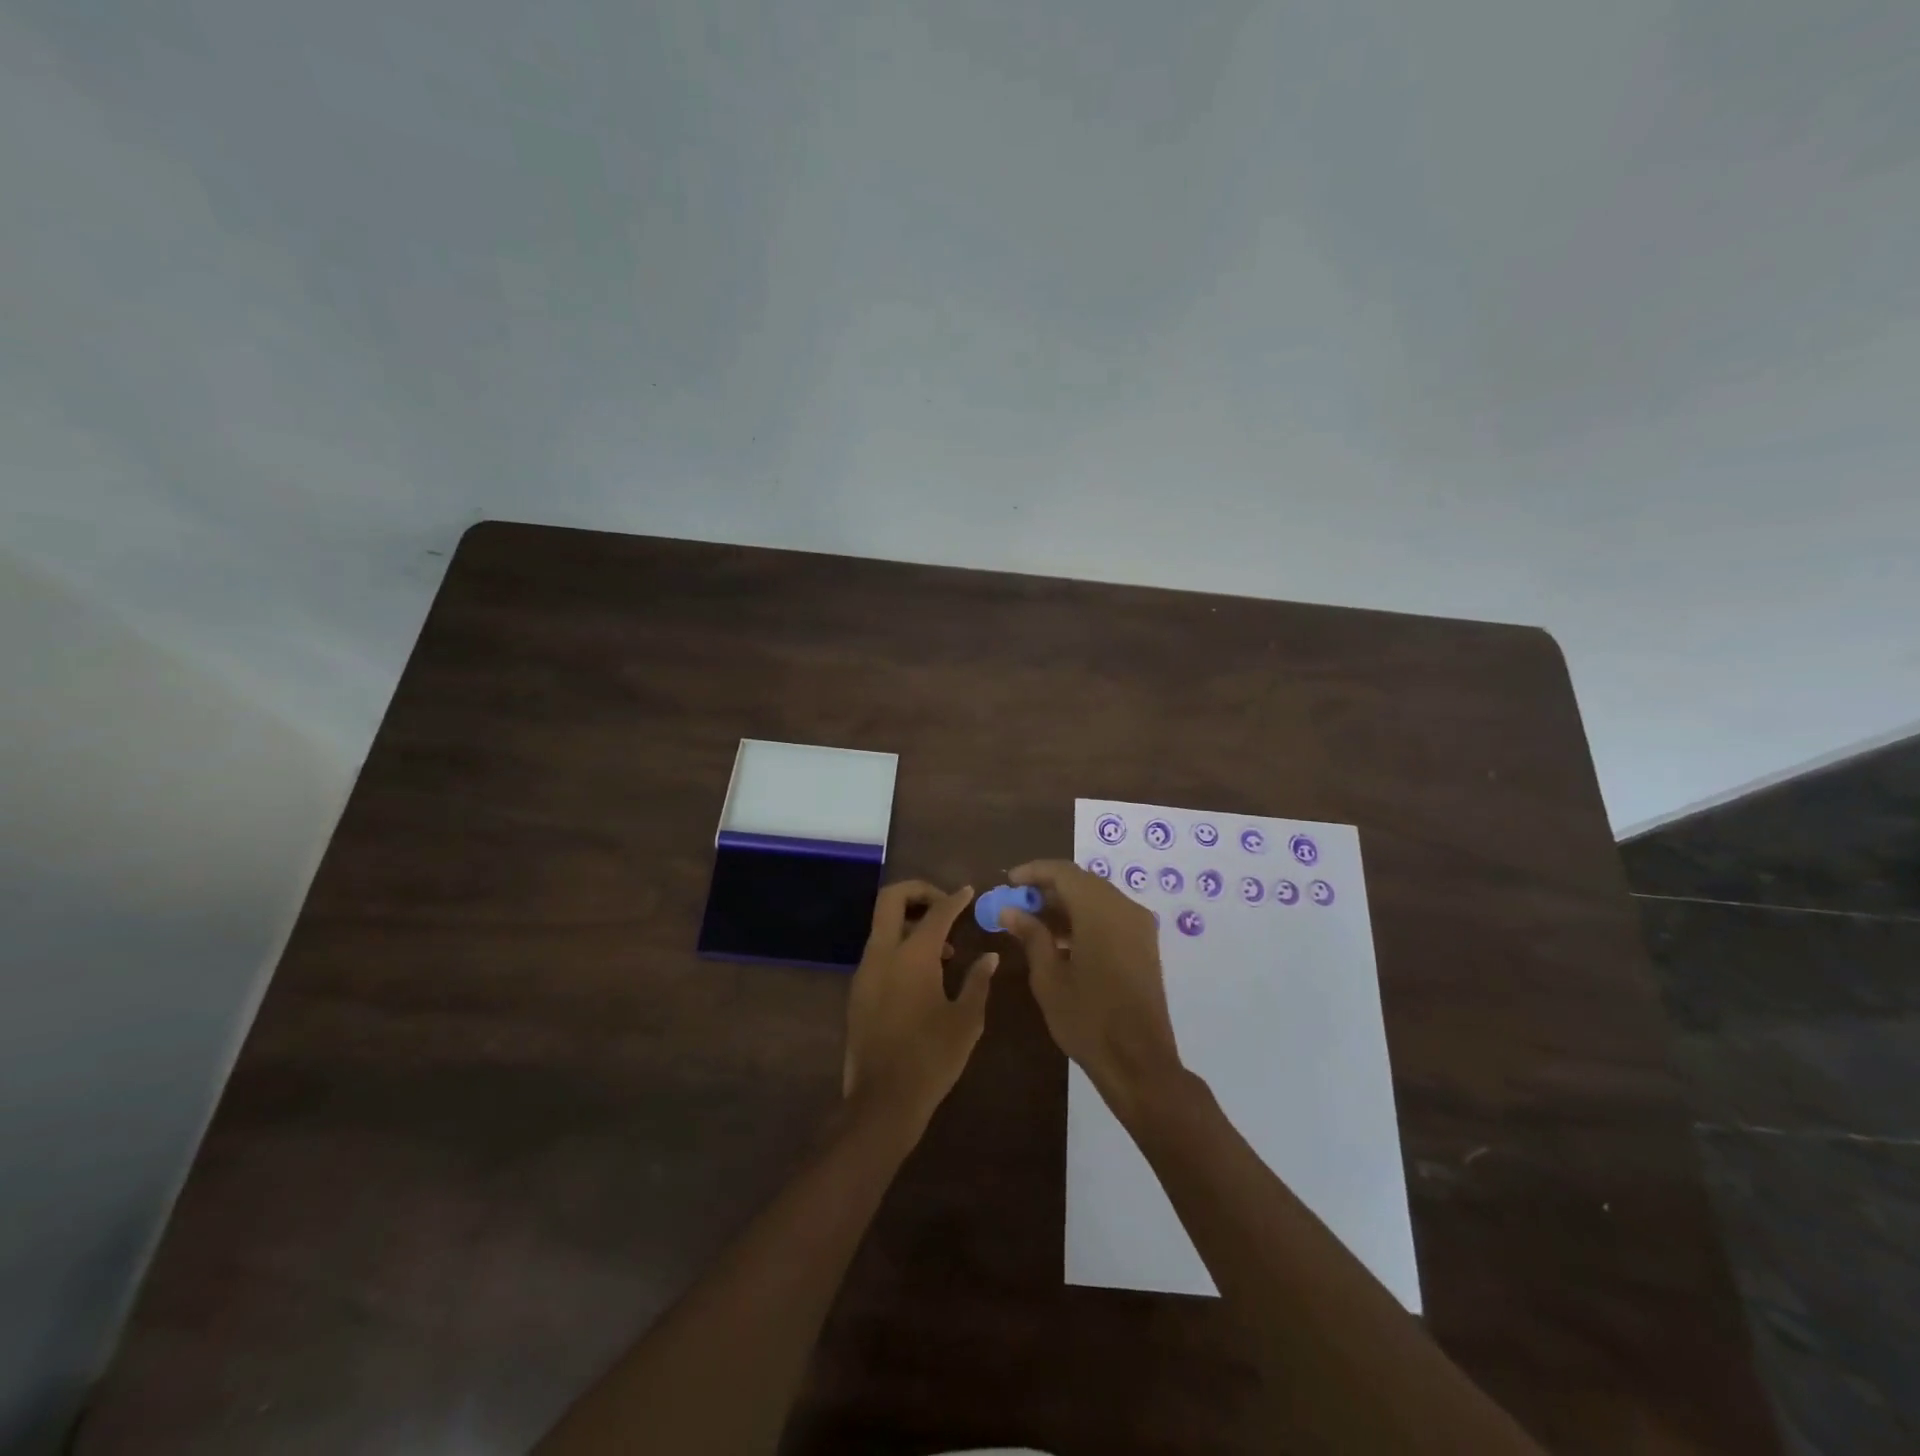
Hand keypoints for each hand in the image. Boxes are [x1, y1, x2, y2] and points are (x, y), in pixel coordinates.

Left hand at [843, 881, 997, 1137]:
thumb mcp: (967, 1020)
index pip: (937, 912)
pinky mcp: (858, 991)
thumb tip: (990, 956)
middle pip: (891, 899)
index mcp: (912, 955)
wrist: (883, 1101)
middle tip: (945, 904)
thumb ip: (978, 981)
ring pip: (882, 925)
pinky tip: (924, 975)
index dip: (956, 898)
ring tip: (944, 950)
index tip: (969, 892)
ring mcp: (865, 971)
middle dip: (918, 891)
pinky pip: (879, 952)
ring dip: (910, 922)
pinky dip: (900, 946)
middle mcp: (883, 953)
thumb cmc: (932, 1058)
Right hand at [999, 860, 1183, 1118]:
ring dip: (1066, 904)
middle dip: (1048, 888)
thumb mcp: (1049, 978)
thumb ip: (1031, 935)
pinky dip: (1085, 918)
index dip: (1034, 871)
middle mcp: (1125, 908)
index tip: (1009, 882)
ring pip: (1097, 898)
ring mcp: (1139, 926)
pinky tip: (1061, 940)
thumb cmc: (1087, 1019)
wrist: (1139, 1062)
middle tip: (1017, 902)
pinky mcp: (1145, 944)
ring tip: (1033, 922)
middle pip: (1082, 882)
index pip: (1063, 872)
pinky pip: (1111, 915)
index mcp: (1100, 911)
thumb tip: (1010, 910)